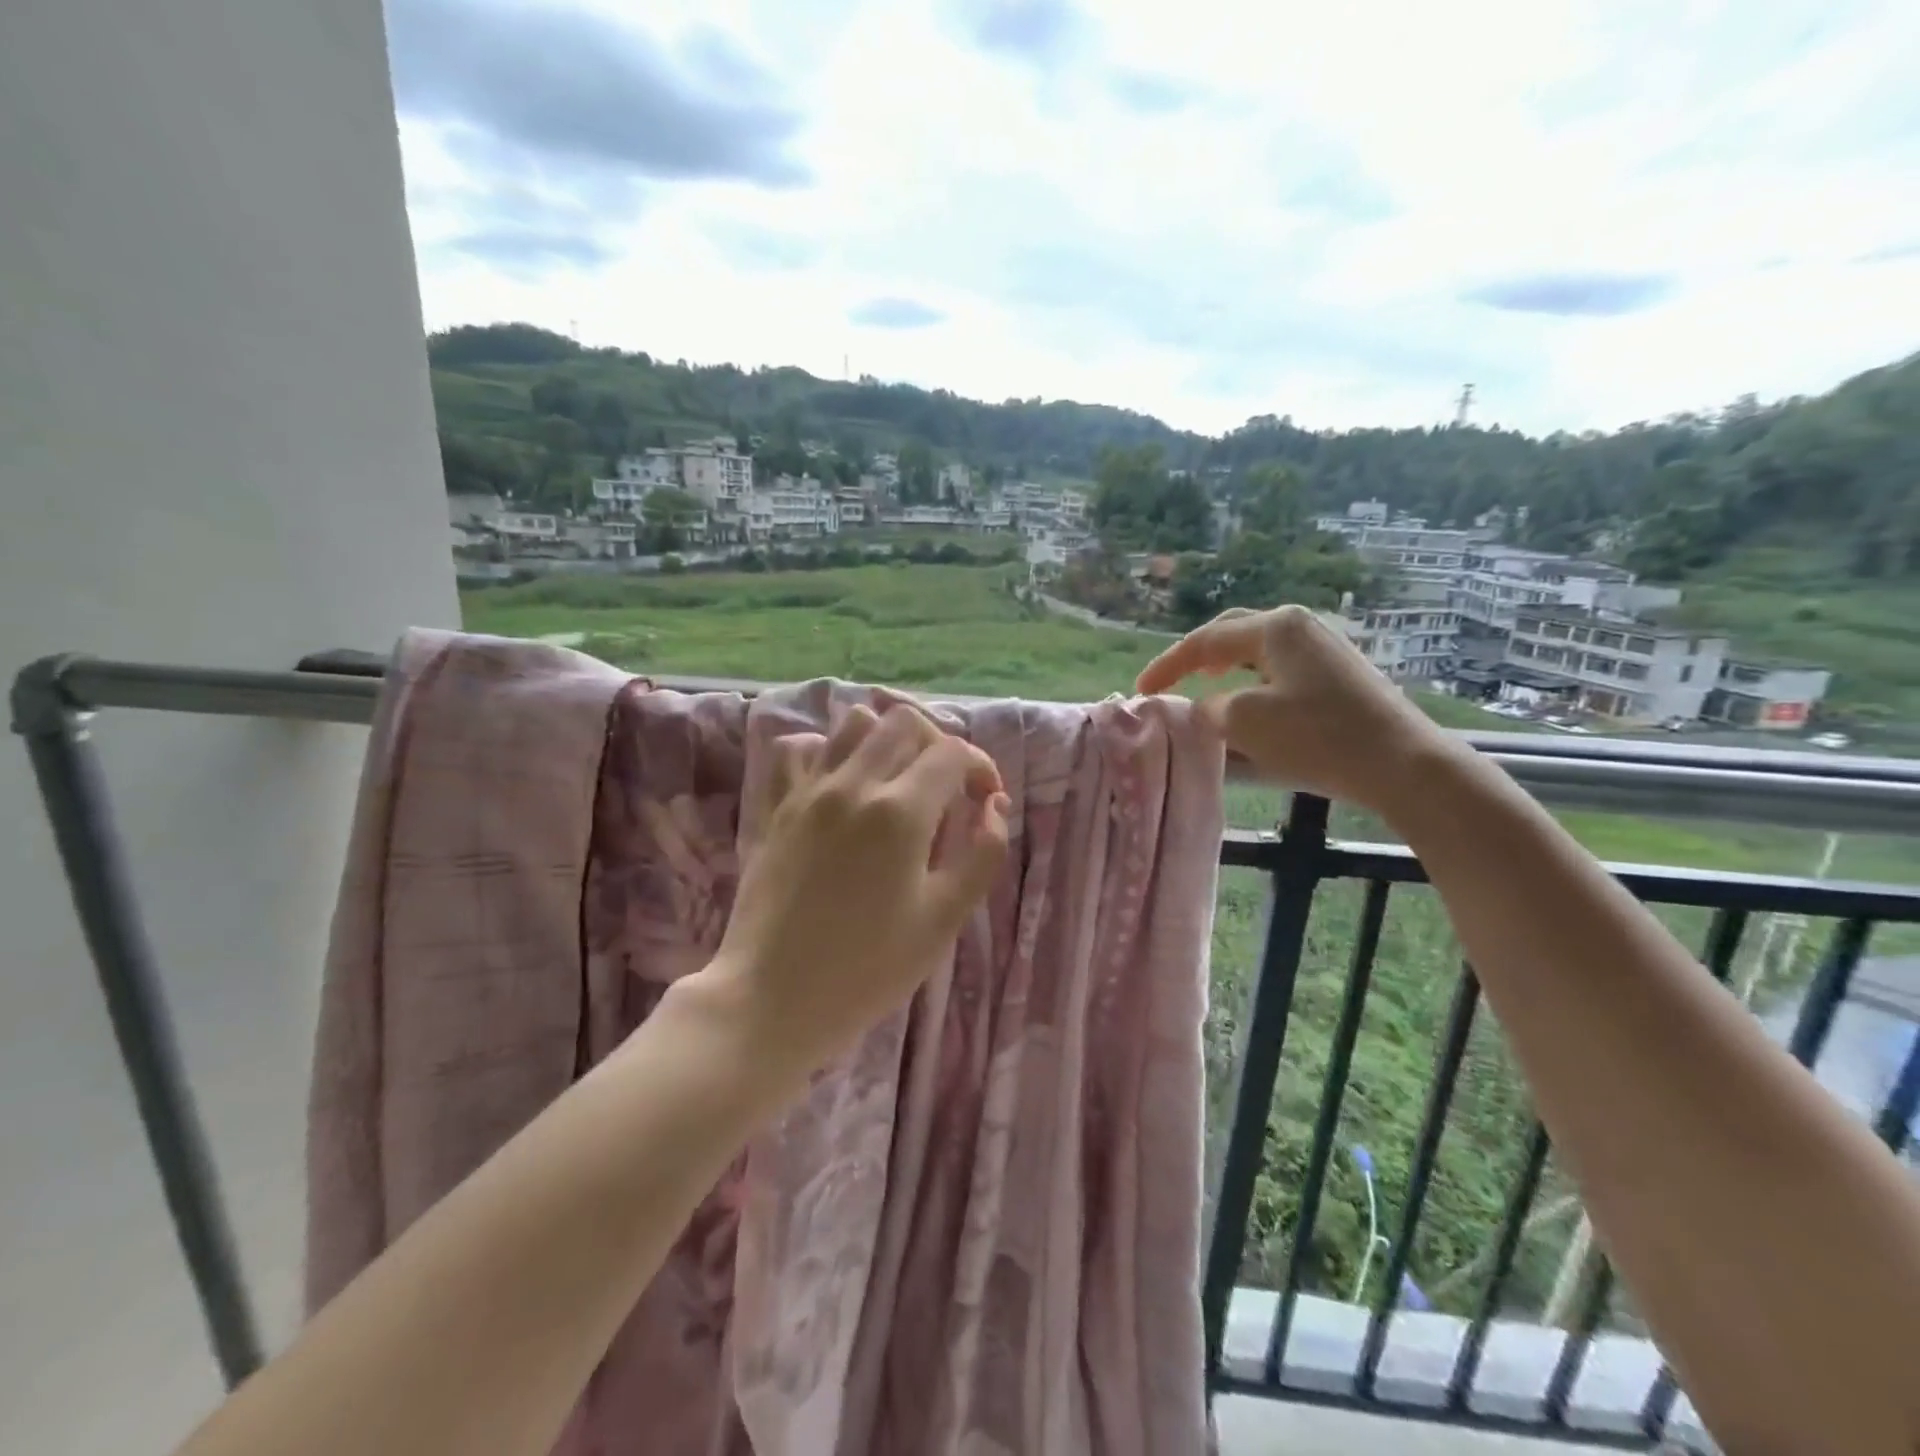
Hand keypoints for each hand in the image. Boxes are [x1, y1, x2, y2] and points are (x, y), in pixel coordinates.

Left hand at [700, 703, 1010, 1073]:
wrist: (773, 998)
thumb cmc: (868, 968)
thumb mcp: (944, 919)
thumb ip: (982, 854)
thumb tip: (994, 806)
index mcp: (900, 812)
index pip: (952, 752)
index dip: (981, 767)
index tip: (986, 799)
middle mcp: (853, 784)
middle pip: (904, 722)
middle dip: (937, 744)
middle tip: (945, 787)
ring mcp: (807, 790)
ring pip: (852, 723)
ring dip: (885, 739)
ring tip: (896, 780)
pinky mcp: (775, 805)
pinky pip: (798, 748)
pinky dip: (825, 749)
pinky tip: (839, 782)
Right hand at [1135, 604, 1455, 818]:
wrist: (1401, 764)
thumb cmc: (1316, 736)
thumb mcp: (1245, 722)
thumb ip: (1211, 708)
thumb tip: (1206, 707)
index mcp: (1275, 628)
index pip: (1205, 640)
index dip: (1168, 665)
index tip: (1141, 689)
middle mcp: (1301, 628)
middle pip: (1234, 634)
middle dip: (1198, 656)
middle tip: (1172, 680)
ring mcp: (1325, 650)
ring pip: (1258, 653)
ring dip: (1226, 670)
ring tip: (1205, 688)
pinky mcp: (1340, 676)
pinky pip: (1281, 671)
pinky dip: (1252, 684)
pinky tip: (1250, 706)